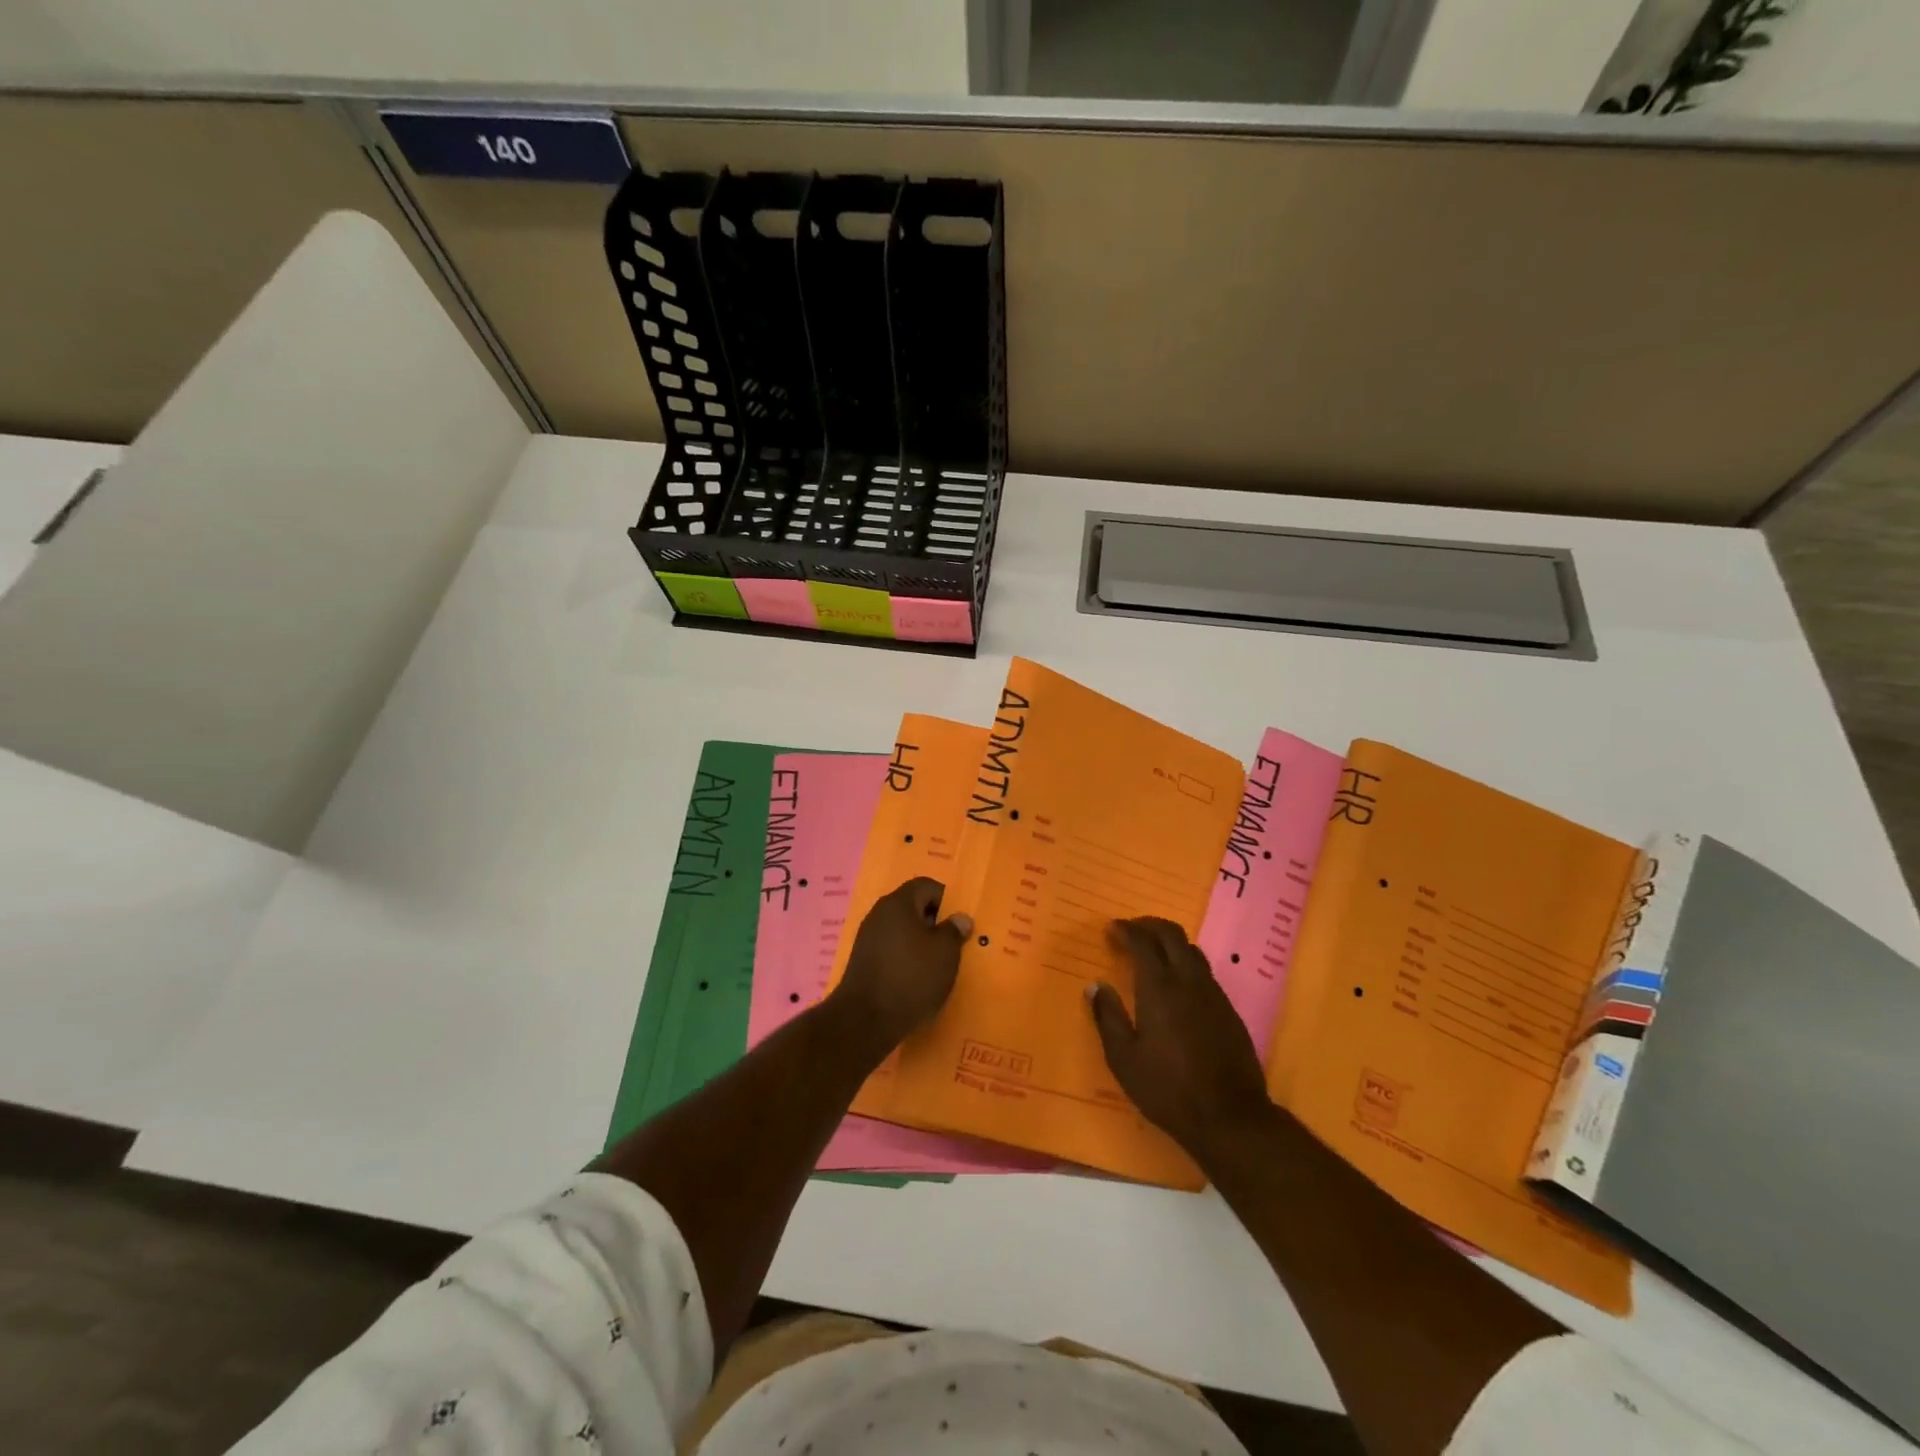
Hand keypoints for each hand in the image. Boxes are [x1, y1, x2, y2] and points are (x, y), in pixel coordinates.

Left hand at [830, 878, 971, 1056]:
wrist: (865, 1020)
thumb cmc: (911, 977)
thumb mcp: (945, 953)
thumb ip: (954, 931)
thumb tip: (960, 918)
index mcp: (898, 903)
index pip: (927, 886)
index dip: (948, 900)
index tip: (960, 924)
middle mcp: (879, 914)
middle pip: (913, 908)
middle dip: (935, 923)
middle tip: (955, 944)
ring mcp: (868, 938)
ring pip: (902, 931)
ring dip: (921, 943)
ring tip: (939, 965)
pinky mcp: (863, 962)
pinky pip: (892, 950)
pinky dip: (907, 959)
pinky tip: (918, 979)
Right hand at [1089, 917, 1275, 1161]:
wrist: (1230, 1116)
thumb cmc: (1168, 1088)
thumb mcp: (1124, 1058)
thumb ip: (1108, 1017)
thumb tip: (1095, 986)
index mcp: (1159, 988)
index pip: (1142, 942)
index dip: (1126, 930)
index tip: (1111, 929)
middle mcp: (1188, 981)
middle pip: (1172, 934)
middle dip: (1149, 925)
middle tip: (1131, 931)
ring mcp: (1213, 993)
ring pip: (1192, 951)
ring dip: (1170, 943)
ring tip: (1153, 954)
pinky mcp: (1229, 1010)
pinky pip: (1205, 972)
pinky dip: (1186, 964)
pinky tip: (1177, 985)